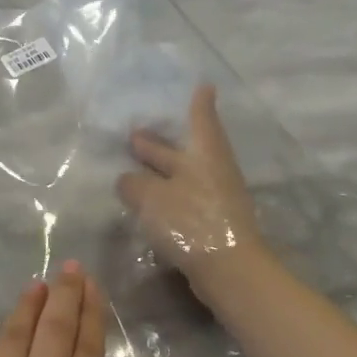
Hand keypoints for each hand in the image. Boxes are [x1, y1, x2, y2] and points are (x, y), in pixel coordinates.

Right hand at [116, 84, 268, 302]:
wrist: (229, 270)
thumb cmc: (191, 221)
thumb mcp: (150, 197)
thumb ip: (133, 184)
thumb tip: (127, 180)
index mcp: (204, 154)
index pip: (201, 120)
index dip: (198, 103)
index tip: (203, 86)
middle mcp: (212, 171)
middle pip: (185, 150)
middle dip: (162, 142)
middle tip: (136, 134)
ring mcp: (215, 198)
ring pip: (182, 175)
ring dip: (160, 171)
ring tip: (134, 169)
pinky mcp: (211, 224)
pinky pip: (183, 198)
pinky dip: (165, 194)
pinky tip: (147, 202)